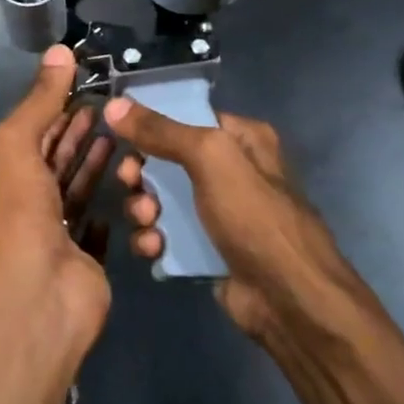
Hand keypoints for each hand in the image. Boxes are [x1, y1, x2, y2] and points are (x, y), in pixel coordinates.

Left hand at [0, 47, 113, 338]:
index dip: (52, 114)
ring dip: (92, 167)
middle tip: (107, 111)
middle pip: (49, 166)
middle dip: (74, 136)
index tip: (82, 91)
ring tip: (120, 139)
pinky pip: (93, 232)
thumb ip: (39, 101)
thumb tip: (60, 50)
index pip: (25, 141)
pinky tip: (122, 192)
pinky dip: (105, 210)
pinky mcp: (81, 264)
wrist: (39, 299)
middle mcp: (18, 214)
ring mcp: (50, 242)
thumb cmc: (20, 216)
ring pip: (73, 195)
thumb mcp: (16, 146)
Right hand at [104, 98, 363, 341]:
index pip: (185, 117)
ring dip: (143, 208)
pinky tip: (153, 248)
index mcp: (241, 139)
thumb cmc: (255, 216)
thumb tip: (113, 105)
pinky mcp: (205, 249)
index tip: (119, 136)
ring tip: (147, 221)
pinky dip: (153, 239)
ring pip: (161, 199)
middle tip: (129, 182)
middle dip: (141, 173)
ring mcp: (217, 213)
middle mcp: (230, 171)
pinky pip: (166, 235)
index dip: (150, 124)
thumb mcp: (210, 159)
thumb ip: (161, 130)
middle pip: (166, 160)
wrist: (290, 299)